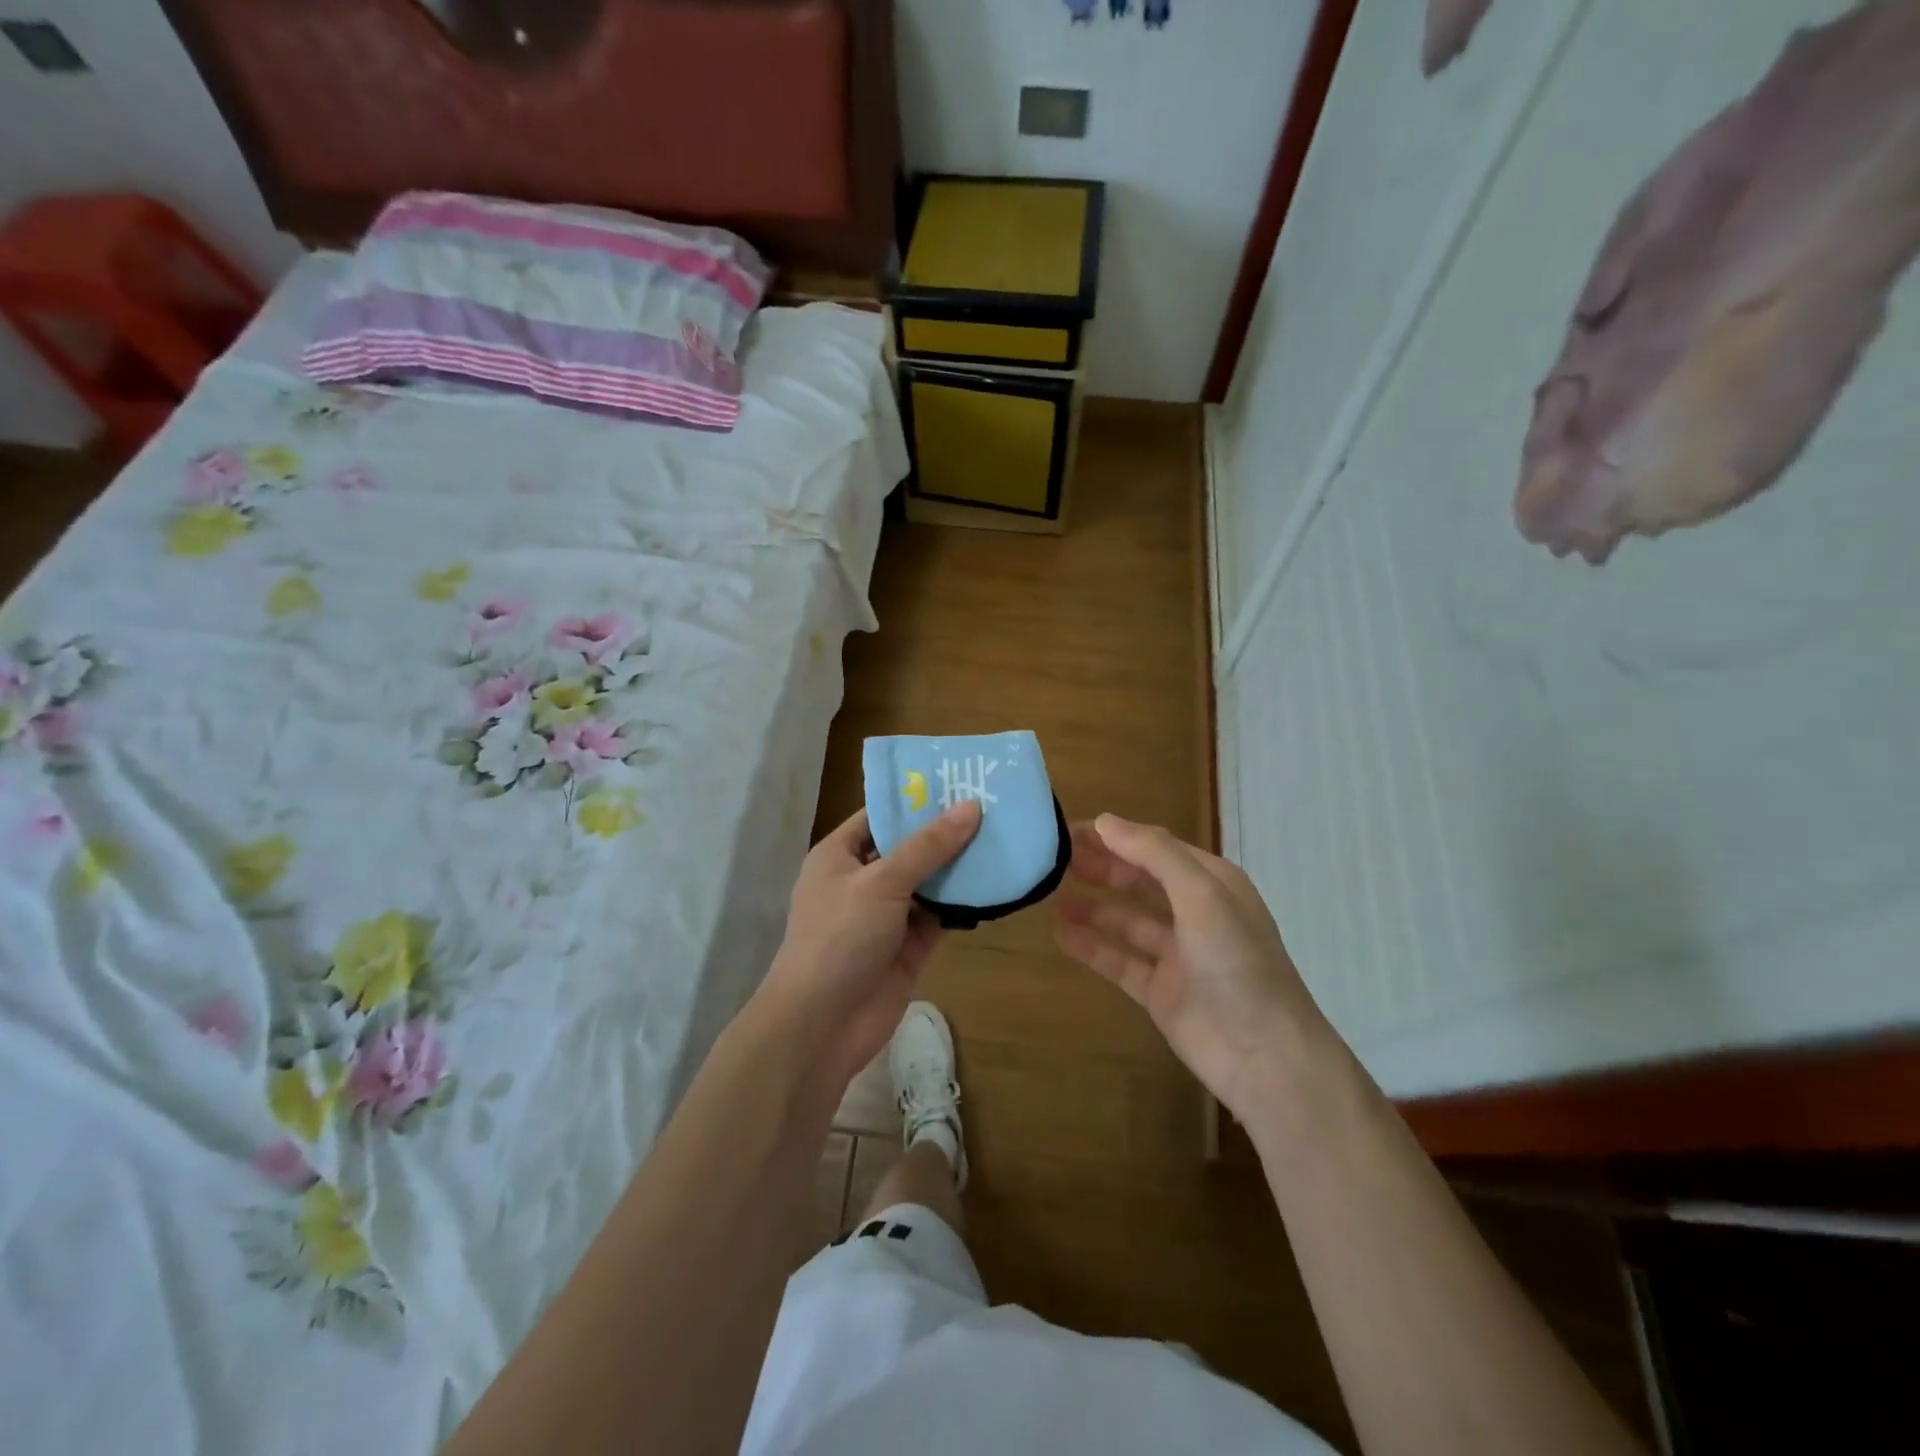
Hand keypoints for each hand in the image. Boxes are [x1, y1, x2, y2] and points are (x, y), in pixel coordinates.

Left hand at [758, 801, 981, 1086]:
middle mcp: (863, 880)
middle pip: (909, 847)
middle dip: (945, 831)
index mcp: (840, 855)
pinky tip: (997, 882)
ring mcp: (887, 914)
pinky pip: (940, 915)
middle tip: (993, 805)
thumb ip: (928, 846)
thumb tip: (970, 807)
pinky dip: (964, 902)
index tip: (958, 781)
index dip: (915, 799)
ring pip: (929, 881)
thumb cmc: (840, 937)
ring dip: (960, 866)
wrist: (823, 1024)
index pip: (880, 815)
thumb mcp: (882, 881)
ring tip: (1003, 836)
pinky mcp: (909, 945)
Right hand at [1053, 814, 1333, 1121]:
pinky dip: (1091, 946)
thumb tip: (1104, 821)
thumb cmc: (1237, 962)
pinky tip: (1060, 934)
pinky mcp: (1160, 991)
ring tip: (1051, 895)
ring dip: (1092, 906)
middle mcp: (1195, 913)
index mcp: (1212, 883)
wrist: (1265, 1055)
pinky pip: (1119, 960)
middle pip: (1139, 881)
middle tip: (1054, 860)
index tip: (1069, 830)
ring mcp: (1177, 955)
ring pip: (1126, 921)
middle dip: (1100, 867)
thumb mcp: (1201, 894)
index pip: (1155, 848)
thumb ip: (1153, 854)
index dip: (1115, 837)